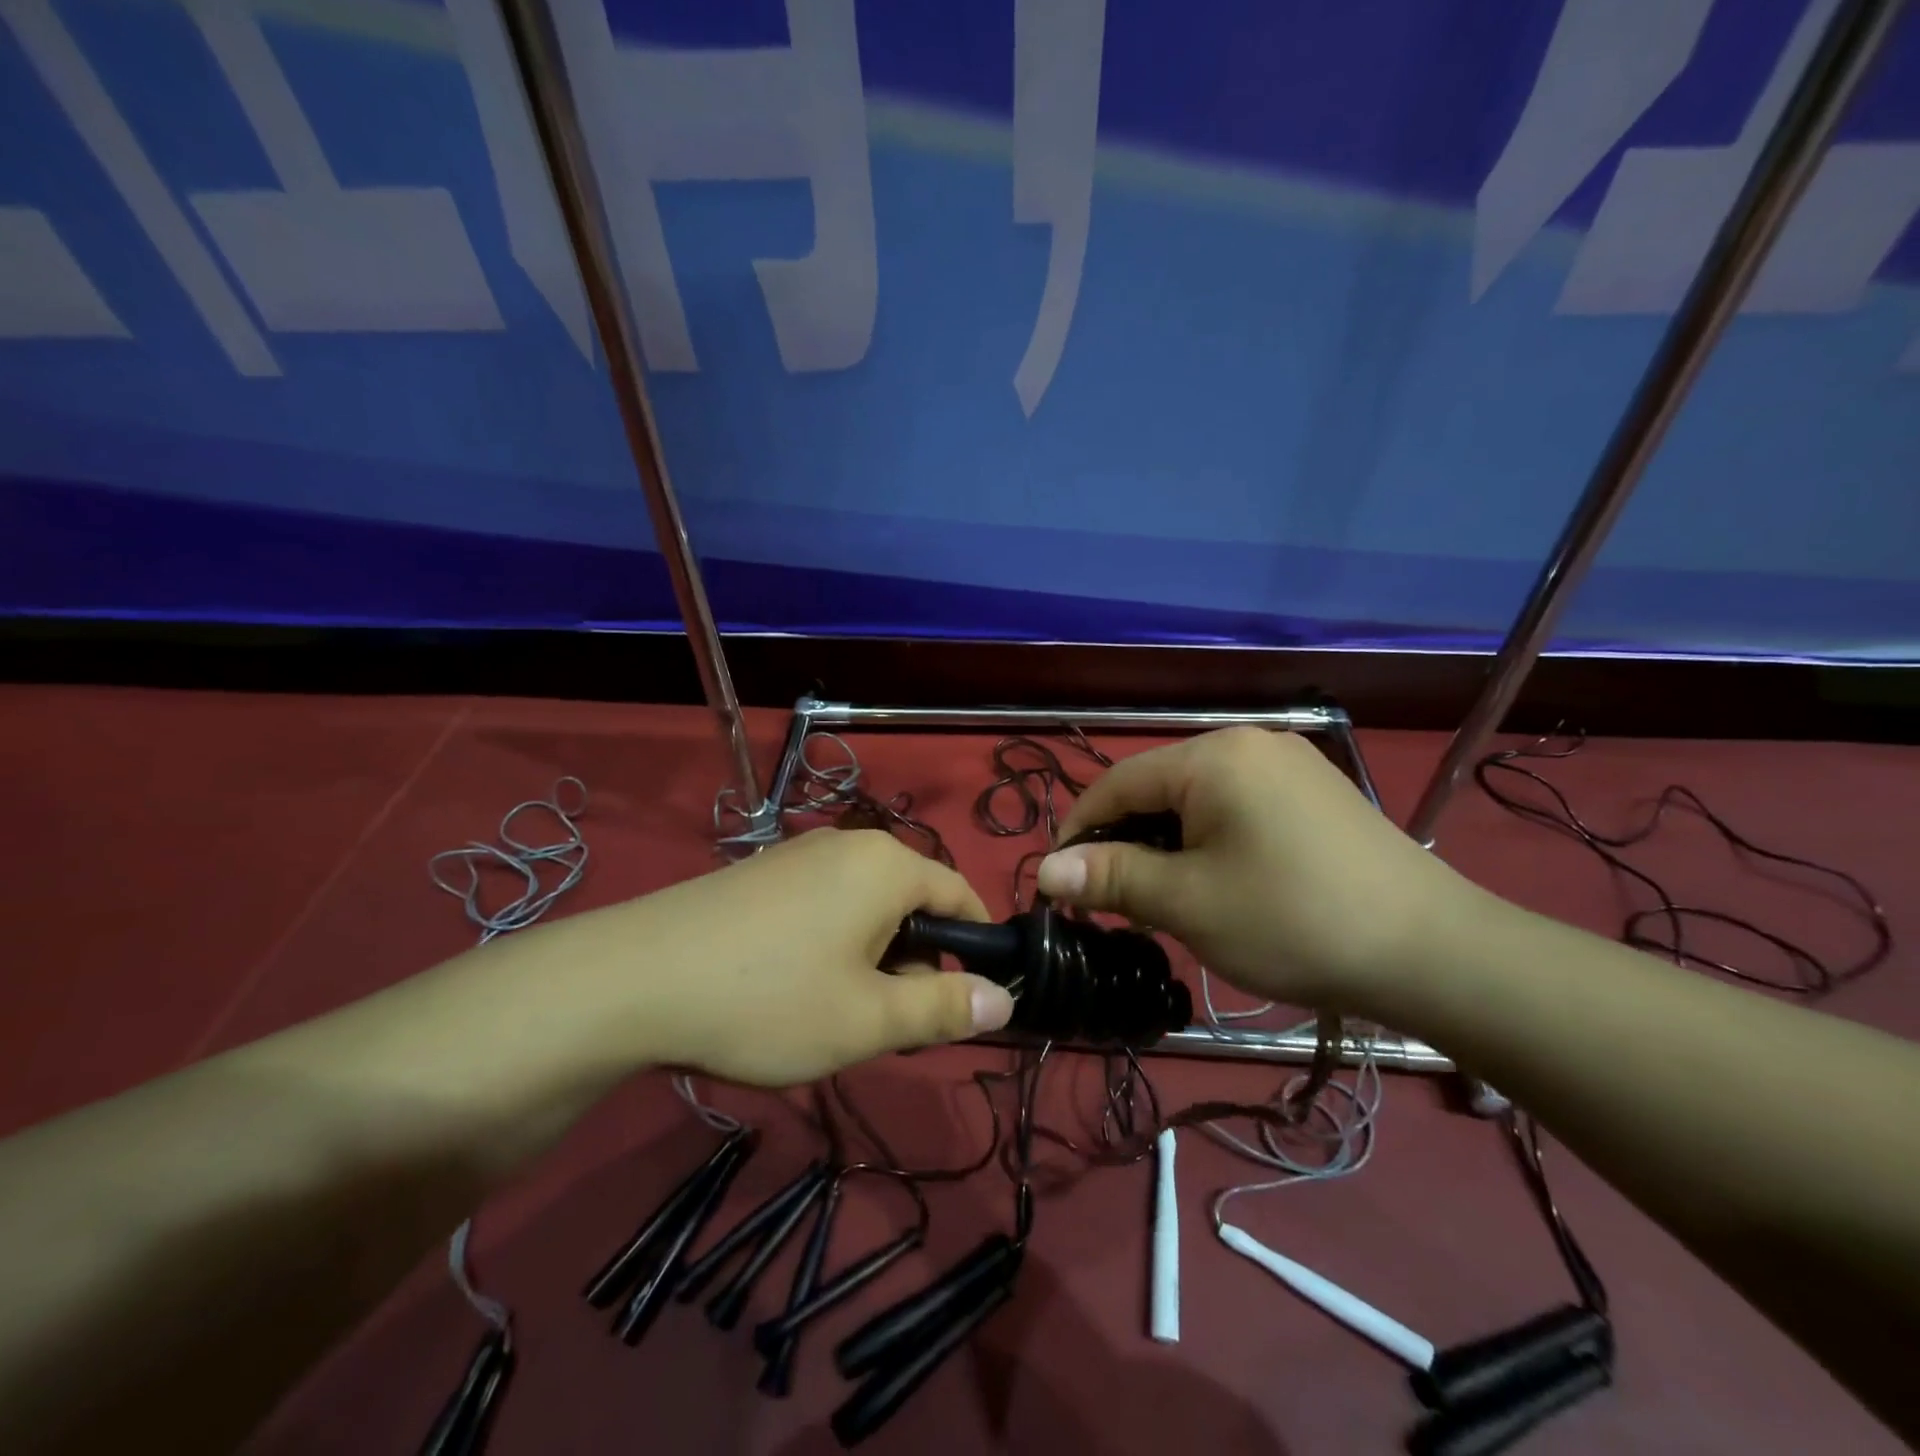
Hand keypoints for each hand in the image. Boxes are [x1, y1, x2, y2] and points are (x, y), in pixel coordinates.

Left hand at [575, 829, 1013, 1086]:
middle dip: (916, 964)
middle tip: (890, 1027)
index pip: (961, 894)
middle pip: (912, 904)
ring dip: (872, 961)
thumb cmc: (769, 998)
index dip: (977, 948)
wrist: (634, 979)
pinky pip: (824, 906)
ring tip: (836, 1015)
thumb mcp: (868, 1019)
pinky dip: (832, 947)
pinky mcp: (763, 874)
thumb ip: (944, 1010)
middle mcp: (849, 845)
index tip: (970, 1002)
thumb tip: (1005, 1001)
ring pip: (866, 909)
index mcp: (887, 866)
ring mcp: (800, 855)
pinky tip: (793, 990)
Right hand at [1035, 728, 1472, 1011]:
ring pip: (1195, 800)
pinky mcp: (1313, 792)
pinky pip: (1235, 807)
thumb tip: (1045, 871)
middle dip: (1124, 842)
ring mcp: (1287, 764)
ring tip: (1161, 898)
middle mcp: (1247, 743)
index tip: (1058, 884)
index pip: (1116, 784)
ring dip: (1165, 845)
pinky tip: (1215, 881)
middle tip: (1111, 902)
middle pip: (1156, 788)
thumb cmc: (1293, 921)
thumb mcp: (1188, 903)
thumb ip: (1111, 878)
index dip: (1079, 831)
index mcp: (1212, 757)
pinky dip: (1207, 841)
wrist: (1435, 953)